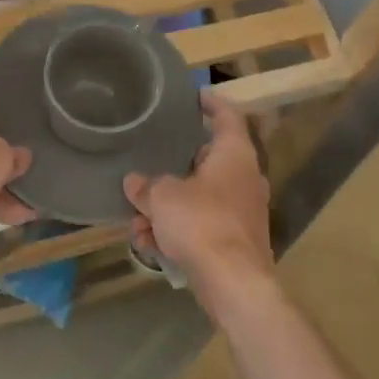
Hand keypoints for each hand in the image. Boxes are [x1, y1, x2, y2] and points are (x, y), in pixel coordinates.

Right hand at [125, 93, 275, 320]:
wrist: (234, 283)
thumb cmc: (201, 222)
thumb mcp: (162, 198)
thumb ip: (146, 186)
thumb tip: (134, 182)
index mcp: (234, 155)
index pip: (227, 116)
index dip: (211, 103)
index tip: (195, 95)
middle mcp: (244, 179)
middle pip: (207, 161)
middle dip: (174, 167)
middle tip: (150, 162)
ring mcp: (242, 212)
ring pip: (199, 198)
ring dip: (168, 207)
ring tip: (137, 220)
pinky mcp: (235, 241)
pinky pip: (201, 226)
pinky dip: (177, 231)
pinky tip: (148, 245)